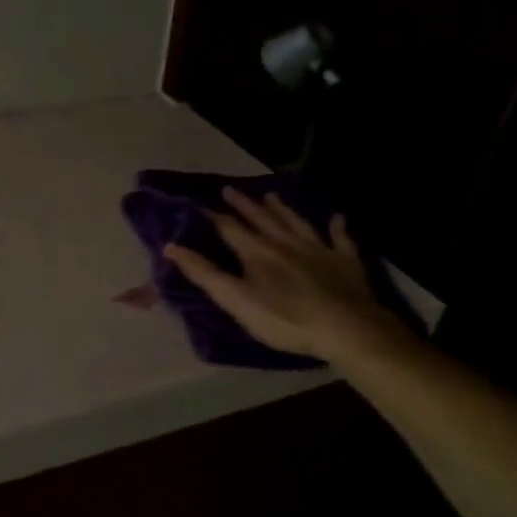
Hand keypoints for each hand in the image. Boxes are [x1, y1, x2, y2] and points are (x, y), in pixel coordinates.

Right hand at [163, 189, 415, 367]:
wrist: (346, 327)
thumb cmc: (284, 319)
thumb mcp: (236, 300)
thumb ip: (204, 274)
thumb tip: (171, 247)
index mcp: (257, 252)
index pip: (229, 228)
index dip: (213, 217)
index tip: (198, 204)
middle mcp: (286, 243)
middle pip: (262, 219)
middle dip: (244, 205)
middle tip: (230, 189)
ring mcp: (318, 249)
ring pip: (296, 222)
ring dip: (282, 209)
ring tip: (271, 195)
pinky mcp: (345, 261)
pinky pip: (340, 239)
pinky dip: (337, 227)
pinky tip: (337, 218)